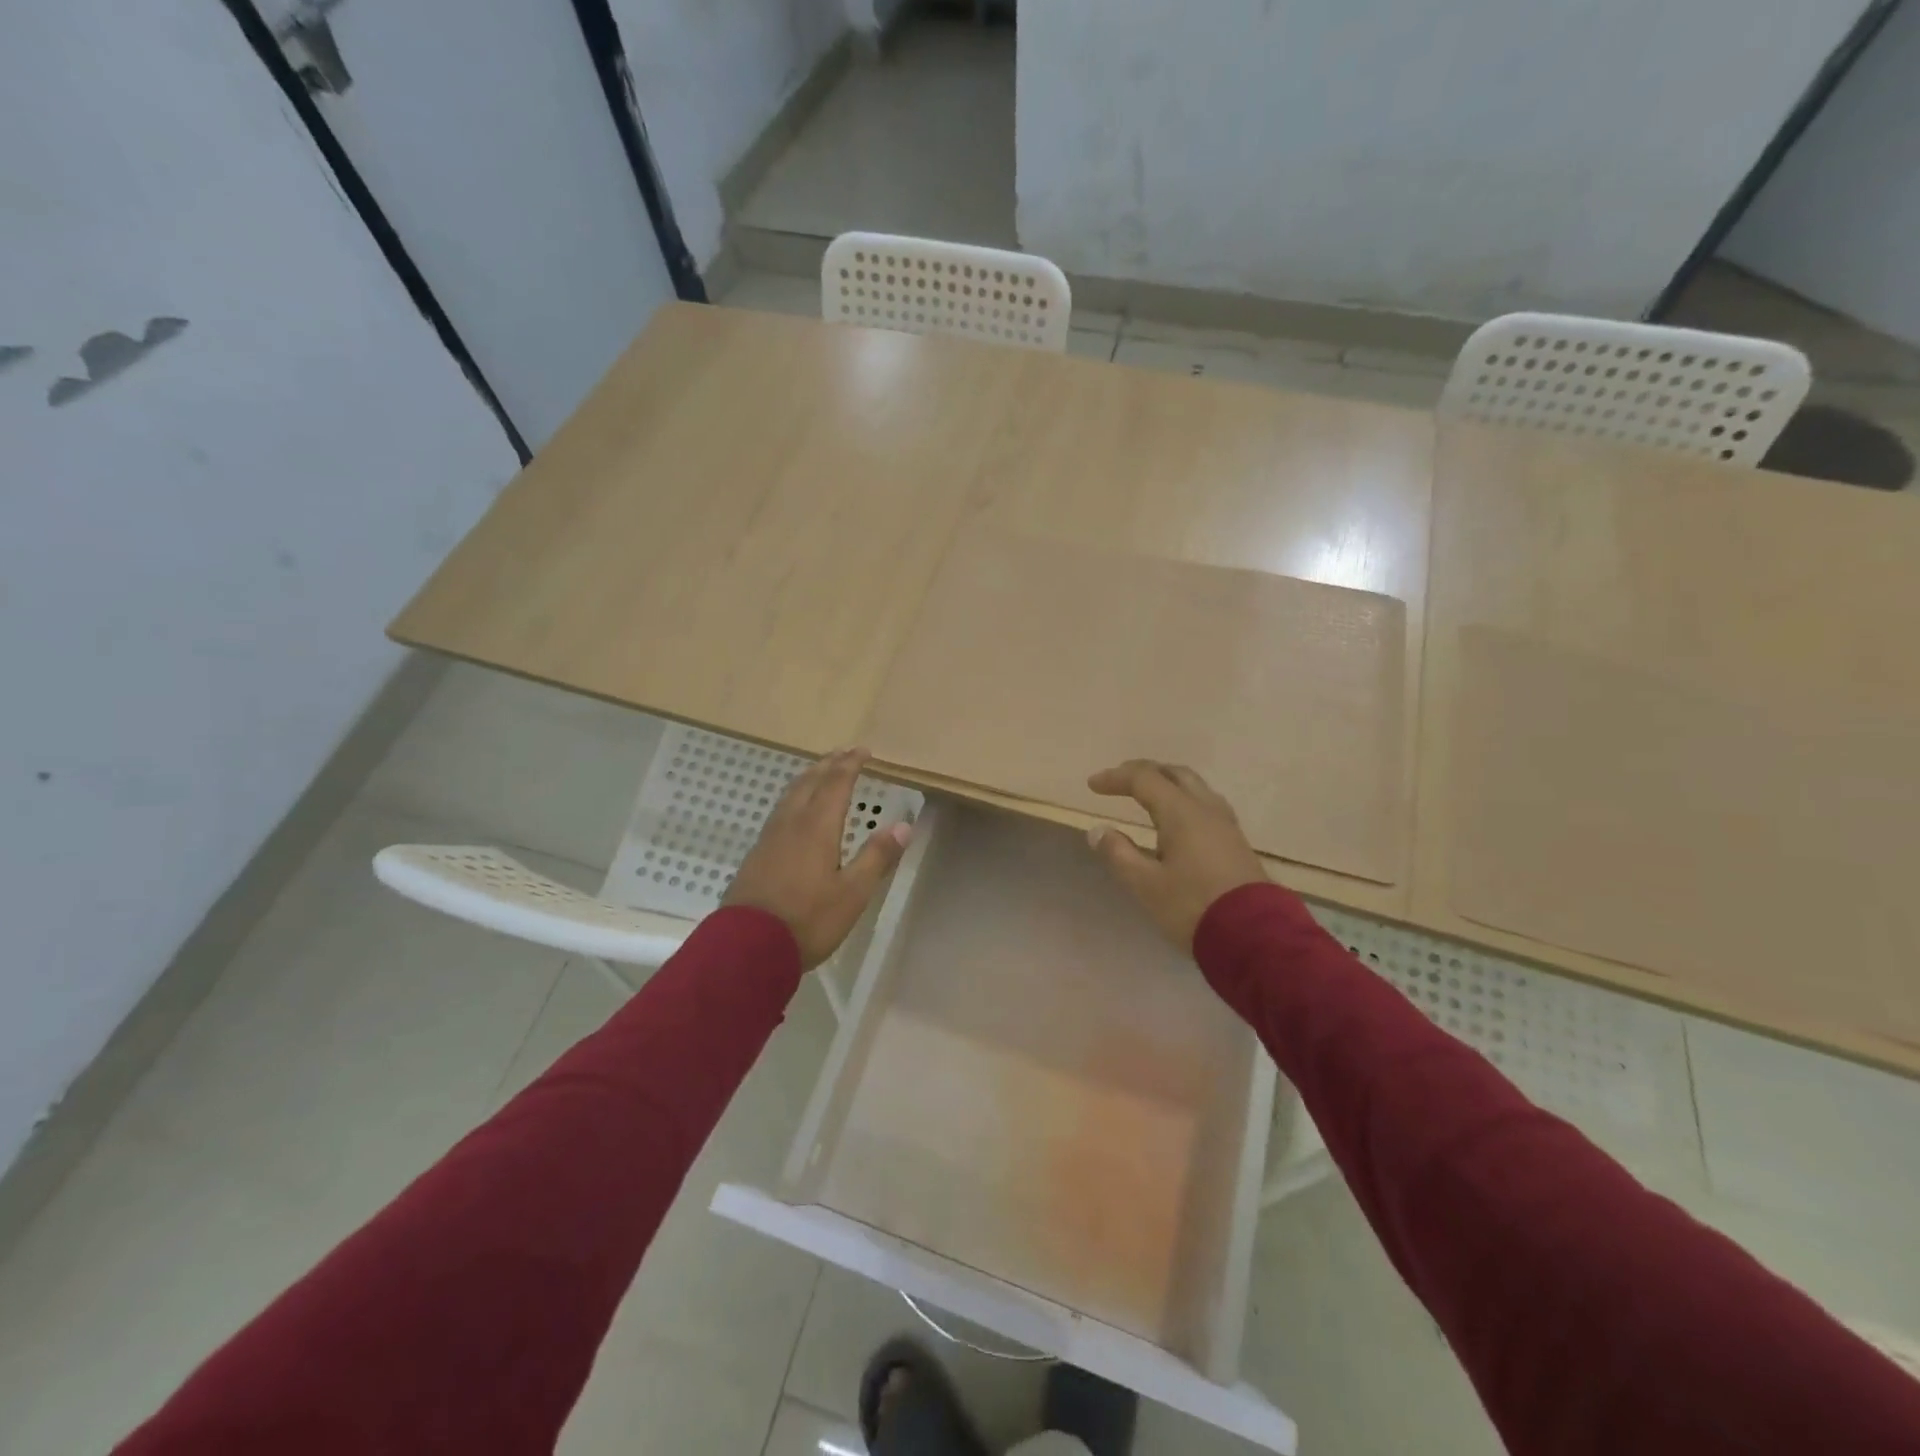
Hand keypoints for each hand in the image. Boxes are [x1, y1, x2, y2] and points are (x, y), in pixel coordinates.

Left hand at [724, 748, 911, 967]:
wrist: (746, 948)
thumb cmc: (808, 920)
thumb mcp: (853, 893)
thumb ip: (877, 857)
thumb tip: (903, 825)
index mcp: (817, 827)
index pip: (836, 784)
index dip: (850, 765)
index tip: (863, 750)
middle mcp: (791, 824)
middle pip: (809, 782)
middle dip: (828, 764)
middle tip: (844, 752)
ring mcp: (769, 838)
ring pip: (790, 795)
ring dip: (808, 777)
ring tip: (820, 772)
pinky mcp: (756, 854)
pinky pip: (779, 811)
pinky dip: (794, 797)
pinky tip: (794, 811)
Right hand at [1085, 760, 1267, 950]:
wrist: (1254, 936)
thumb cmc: (1192, 906)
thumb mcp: (1145, 884)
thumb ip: (1119, 854)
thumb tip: (1098, 831)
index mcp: (1181, 812)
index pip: (1144, 779)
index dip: (1116, 778)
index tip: (1093, 785)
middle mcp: (1205, 809)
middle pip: (1174, 774)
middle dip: (1144, 772)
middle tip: (1120, 781)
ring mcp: (1226, 824)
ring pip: (1195, 787)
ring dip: (1167, 784)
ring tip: (1148, 796)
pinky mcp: (1236, 842)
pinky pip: (1205, 805)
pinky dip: (1183, 801)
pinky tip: (1177, 821)